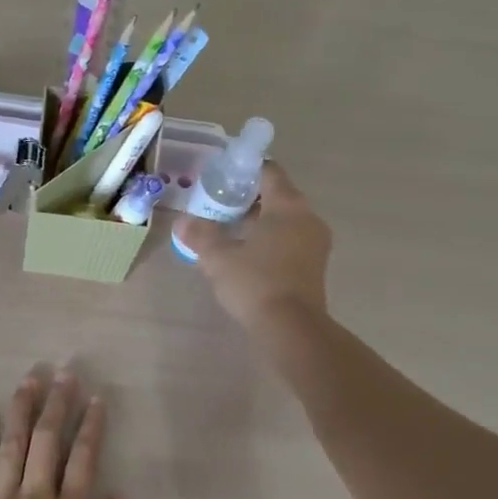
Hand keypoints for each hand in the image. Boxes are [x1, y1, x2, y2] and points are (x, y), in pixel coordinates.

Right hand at [174, 162, 331, 328]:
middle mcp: (307, 217)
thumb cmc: (255, 283)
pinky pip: (290, 240)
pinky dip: (270, 239)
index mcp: (287, 205)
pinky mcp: (315, 265)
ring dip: (259, 221)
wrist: (291, 329)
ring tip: (228, 230)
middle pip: (277, 195)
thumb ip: (200, 235)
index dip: (244, 169)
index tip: (222, 177)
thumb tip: (182, 222)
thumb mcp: (218, 257)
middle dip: (248, 198)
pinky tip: (246, 254)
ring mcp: (315, 242)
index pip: (269, 171)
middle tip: (219, 205)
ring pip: (284, 219)